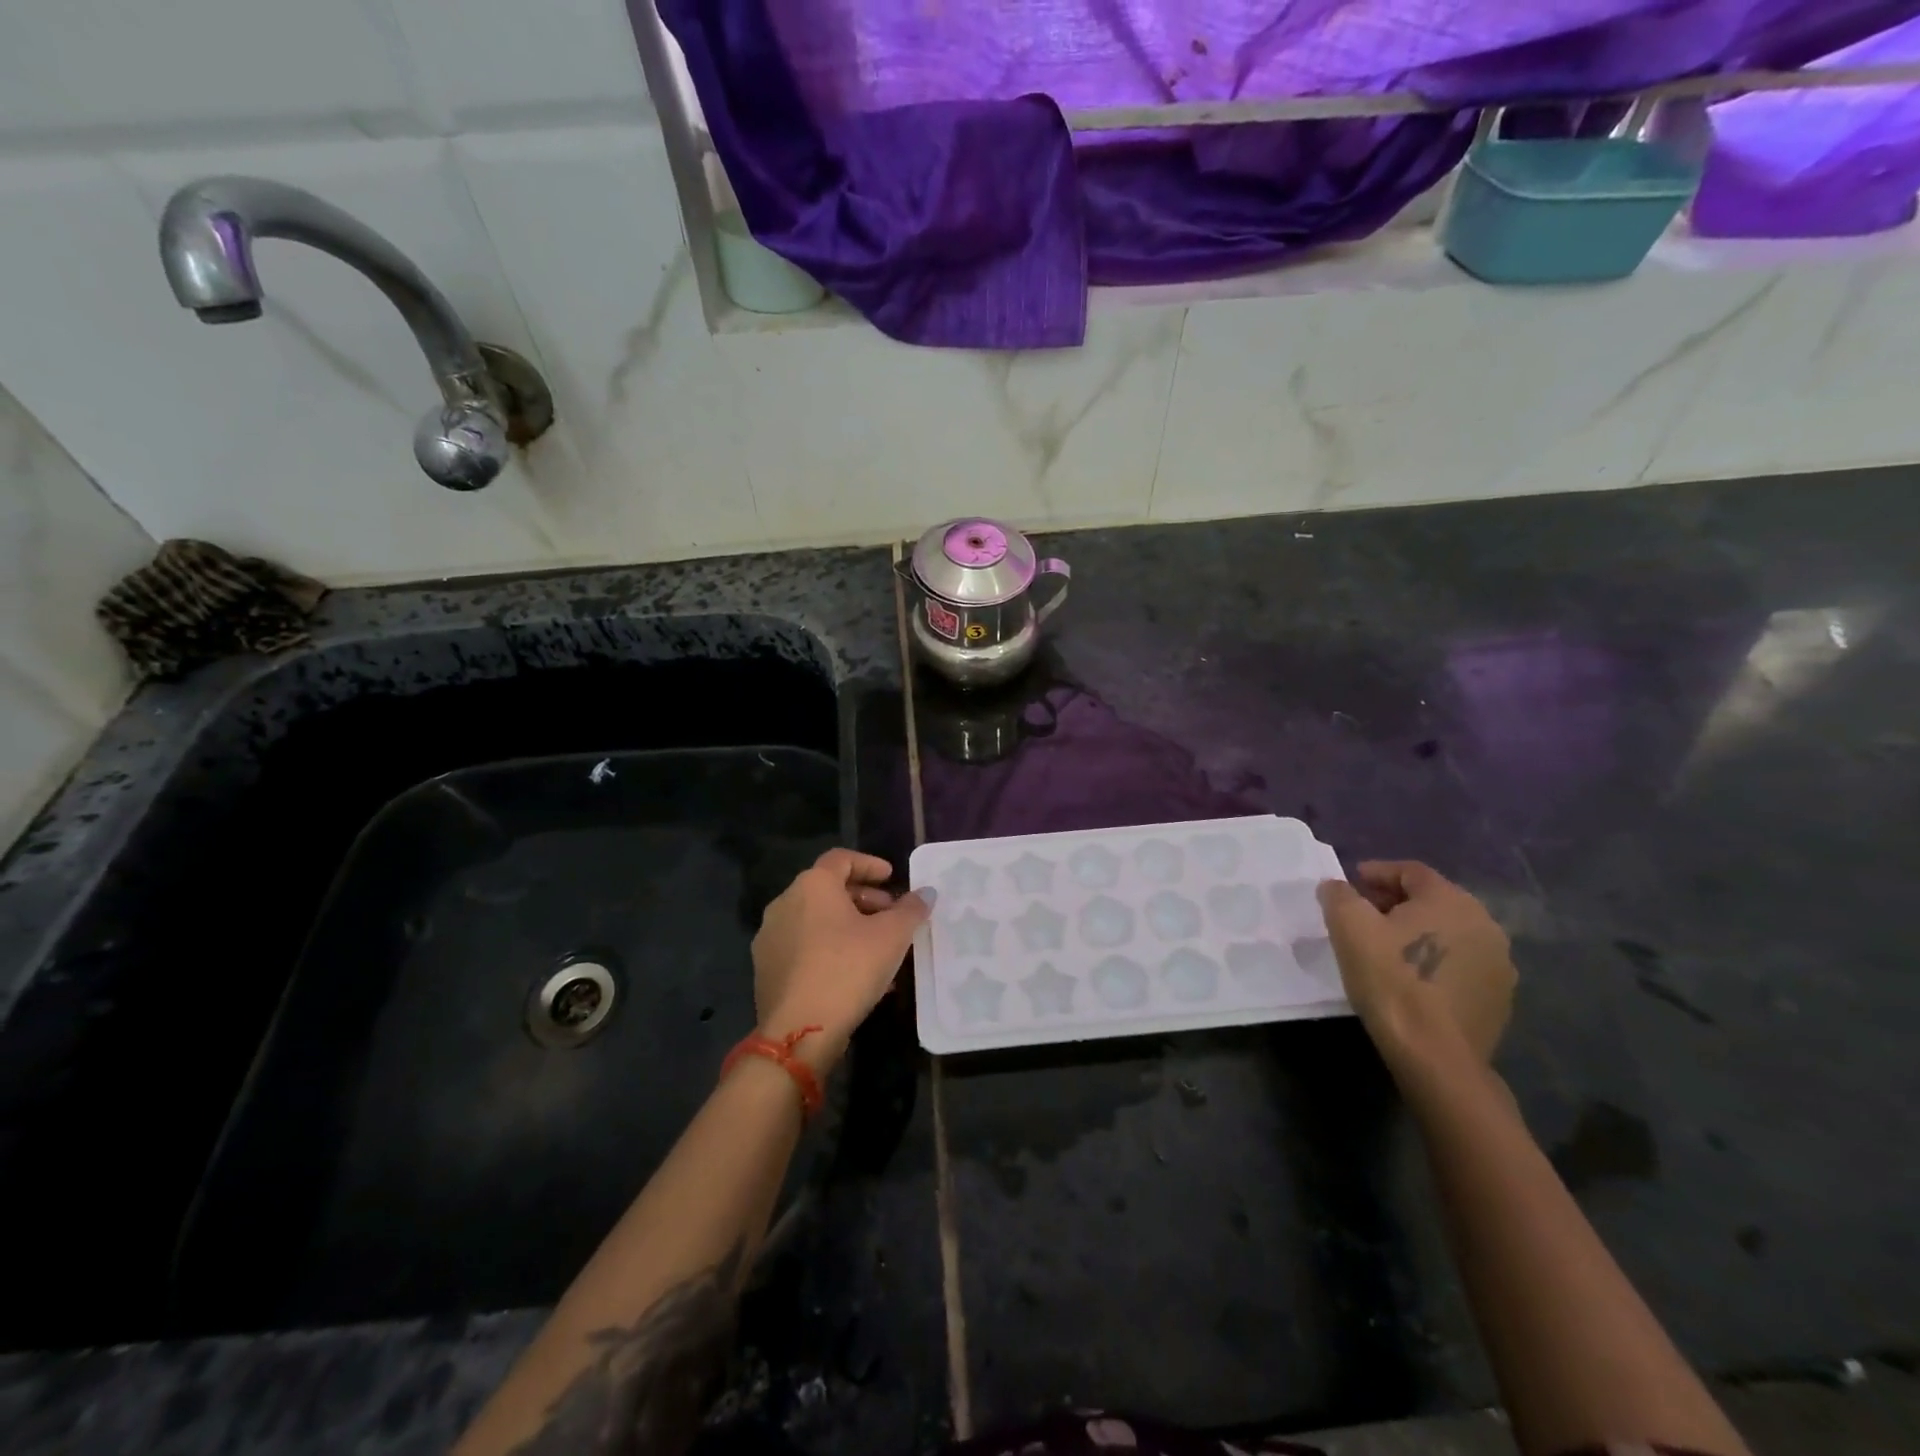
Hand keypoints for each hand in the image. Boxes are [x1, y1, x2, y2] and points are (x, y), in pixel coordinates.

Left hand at [751, 848, 928, 1071]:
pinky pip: (804, 947)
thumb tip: (926, 893)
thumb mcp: (892, 936)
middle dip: (864, 899)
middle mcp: (784, 903)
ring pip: (816, 921)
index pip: (841, 859)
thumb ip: (911, 909)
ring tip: (878, 949)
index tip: (892, 878)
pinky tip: (855, 975)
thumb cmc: (848, 969)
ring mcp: (771, 938)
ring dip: (849, 927)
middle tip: (891, 916)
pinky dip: (830, 949)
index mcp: (812, 885)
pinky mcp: (766, 969)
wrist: (799, 1031)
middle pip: (828, 889)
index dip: (870, 864)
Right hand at [1317, 861, 1515, 1069]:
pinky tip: (1413, 977)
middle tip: (1363, 913)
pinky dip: (1436, 959)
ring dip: (1418, 931)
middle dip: (1396, 901)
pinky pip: (1462, 963)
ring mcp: (1499, 963)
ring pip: (1450, 932)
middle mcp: (1484, 923)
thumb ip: (1339, 895)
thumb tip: (1337, 886)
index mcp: (1451, 900)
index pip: (1411, 871)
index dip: (1377, 872)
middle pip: (1433, 900)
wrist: (1436, 1056)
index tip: (1351, 882)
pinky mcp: (1500, 997)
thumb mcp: (1349, 927)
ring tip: (1386, 947)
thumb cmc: (1390, 981)